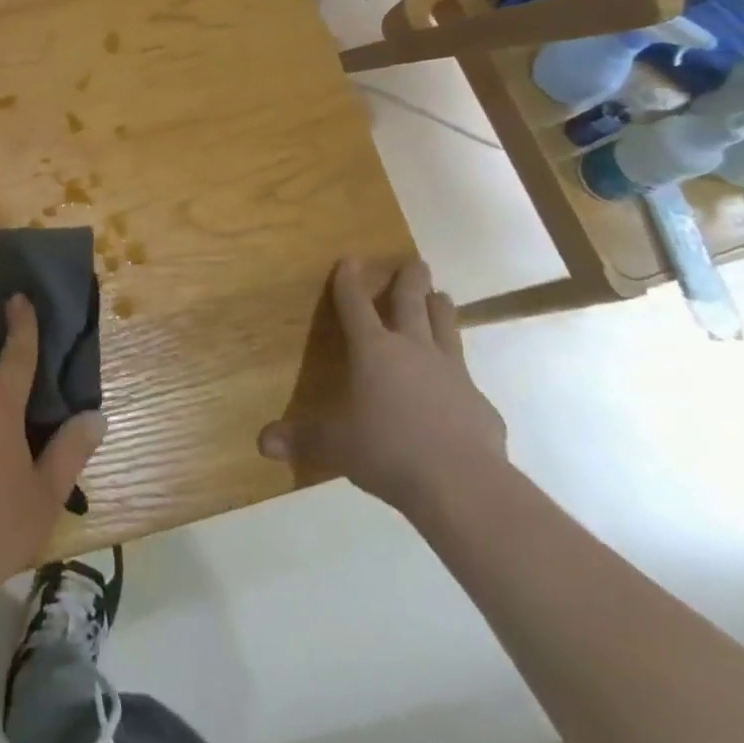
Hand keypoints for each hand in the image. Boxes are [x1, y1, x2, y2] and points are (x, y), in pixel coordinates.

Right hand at [258, 258, 506, 515]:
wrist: (462, 483)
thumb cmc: (387, 451)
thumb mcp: (335, 446)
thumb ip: (302, 439)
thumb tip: (263, 443)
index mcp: (373, 350)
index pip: (355, 305)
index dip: (349, 281)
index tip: (350, 258)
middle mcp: (413, 350)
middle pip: (411, 303)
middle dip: (410, 280)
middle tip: (416, 261)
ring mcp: (452, 373)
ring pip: (446, 329)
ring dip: (442, 311)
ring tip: (443, 296)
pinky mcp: (479, 404)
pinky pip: (468, 381)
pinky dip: (461, 376)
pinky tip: (462, 387)